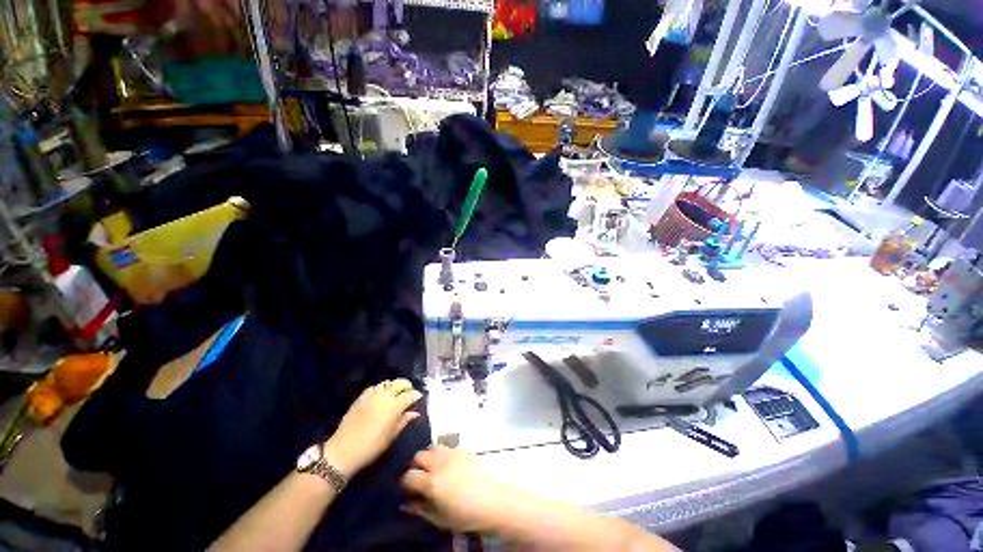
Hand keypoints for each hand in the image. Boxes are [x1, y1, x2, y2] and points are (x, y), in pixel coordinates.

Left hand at [324, 379, 422, 477]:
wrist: (343, 450)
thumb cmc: (372, 446)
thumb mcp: (392, 436)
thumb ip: (404, 420)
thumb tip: (415, 413)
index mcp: (395, 405)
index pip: (410, 395)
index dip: (416, 396)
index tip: (418, 400)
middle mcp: (385, 395)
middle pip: (400, 383)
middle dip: (407, 387)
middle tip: (408, 395)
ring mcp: (372, 394)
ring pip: (388, 383)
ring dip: (394, 386)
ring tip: (395, 395)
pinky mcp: (362, 396)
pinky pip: (376, 387)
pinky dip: (382, 389)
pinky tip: (381, 397)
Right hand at [401, 447, 508, 532]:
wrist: (491, 500)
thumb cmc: (463, 515)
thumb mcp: (438, 518)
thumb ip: (420, 508)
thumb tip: (406, 503)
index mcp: (431, 481)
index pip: (408, 475)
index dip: (405, 483)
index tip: (408, 490)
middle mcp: (439, 463)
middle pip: (419, 456)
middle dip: (416, 466)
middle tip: (420, 478)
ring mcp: (452, 453)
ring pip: (433, 448)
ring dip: (429, 458)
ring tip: (435, 470)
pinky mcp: (464, 449)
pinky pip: (448, 449)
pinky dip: (444, 456)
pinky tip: (450, 467)